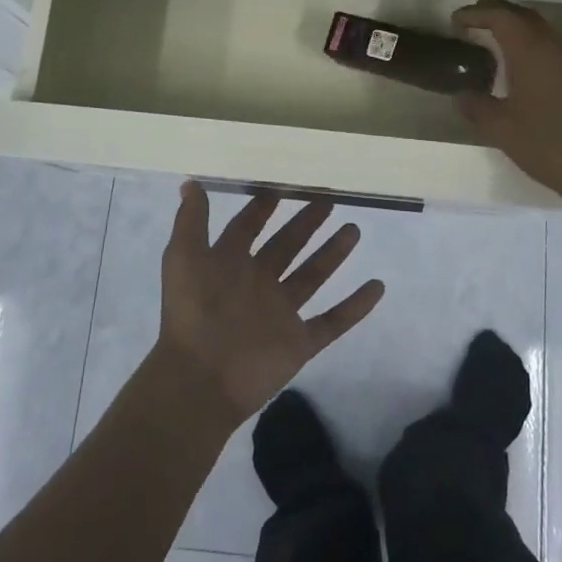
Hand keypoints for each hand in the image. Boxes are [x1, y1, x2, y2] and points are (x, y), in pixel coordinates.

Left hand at [156, 182, 384, 424]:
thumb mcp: (183, 258)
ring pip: (312, 276)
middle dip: (305, 223)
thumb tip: (191, 182)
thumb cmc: (192, 312)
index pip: (246, 229)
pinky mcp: (299, 342)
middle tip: (328, 200)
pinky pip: (333, 321)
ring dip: (332, 254)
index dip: (260, 210)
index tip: (281, 188)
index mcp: (229, 264)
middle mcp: (257, 284)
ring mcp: (280, 314)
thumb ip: (191, 221)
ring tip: (353, 230)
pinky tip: (377, 286)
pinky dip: (355, 306)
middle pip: (286, 246)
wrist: (201, 379)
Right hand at [453, 0, 561, 211]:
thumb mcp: (502, 129)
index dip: (476, 14)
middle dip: (497, 14)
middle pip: (523, 16)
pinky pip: (555, 47)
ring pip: (542, 30)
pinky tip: (524, 68)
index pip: (501, 17)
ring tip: (494, 43)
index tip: (456, 20)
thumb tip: (461, 94)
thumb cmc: (549, 145)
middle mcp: (556, 45)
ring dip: (517, 29)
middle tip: (473, 23)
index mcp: (532, 50)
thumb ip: (477, 106)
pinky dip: (534, 46)